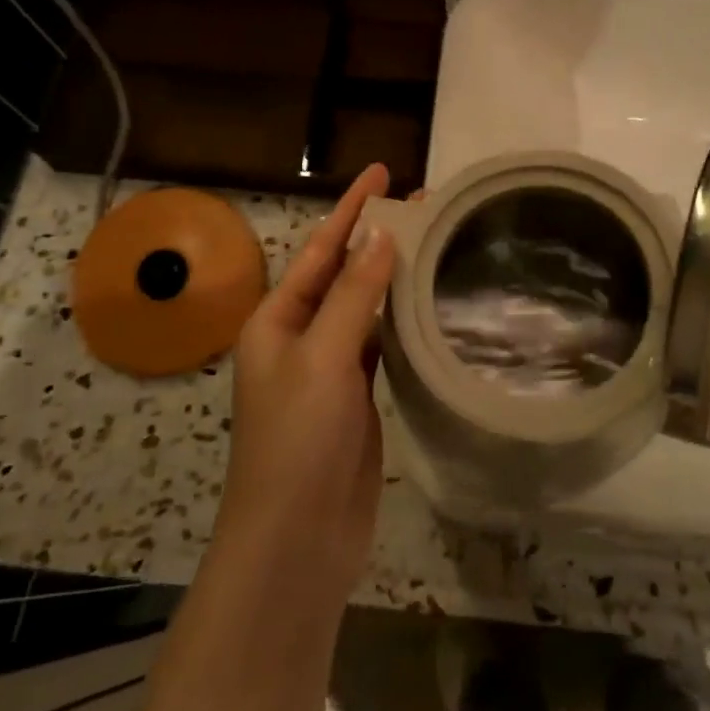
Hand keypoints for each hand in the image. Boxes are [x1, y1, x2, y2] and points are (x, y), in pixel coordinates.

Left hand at [215, 164, 396, 609]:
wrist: (297, 539)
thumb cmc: (298, 441)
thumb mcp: (321, 359)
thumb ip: (352, 296)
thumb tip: (380, 236)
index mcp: (277, 321)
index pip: (321, 250)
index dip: (351, 208)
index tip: (383, 171)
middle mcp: (300, 338)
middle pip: (343, 275)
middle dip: (377, 238)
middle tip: (424, 204)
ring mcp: (330, 371)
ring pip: (365, 309)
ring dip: (392, 278)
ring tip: (433, 243)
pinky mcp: (357, 399)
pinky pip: (380, 346)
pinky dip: (401, 322)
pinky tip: (428, 305)